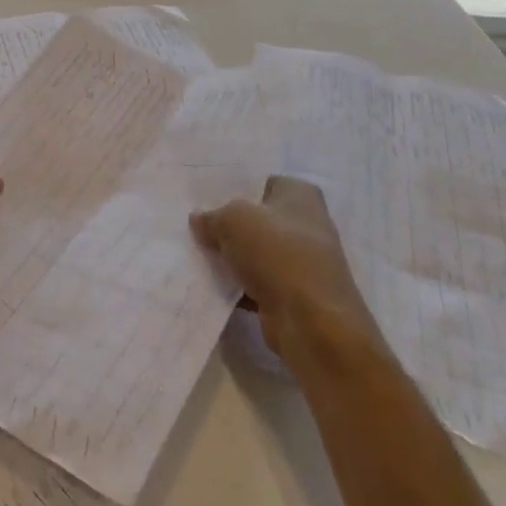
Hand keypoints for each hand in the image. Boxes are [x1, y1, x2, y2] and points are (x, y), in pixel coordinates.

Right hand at [190, 175, 378, 366]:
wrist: (312, 323)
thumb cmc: (277, 254)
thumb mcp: (233, 220)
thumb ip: (212, 216)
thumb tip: (200, 220)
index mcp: (300, 194)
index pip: (260, 182)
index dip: (232, 188)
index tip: (201, 196)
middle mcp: (306, 224)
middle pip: (256, 219)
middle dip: (227, 224)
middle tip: (193, 223)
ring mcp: (302, 262)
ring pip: (255, 252)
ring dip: (230, 256)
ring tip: (193, 252)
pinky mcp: (293, 294)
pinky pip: (256, 281)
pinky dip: (237, 284)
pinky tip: (208, 283)